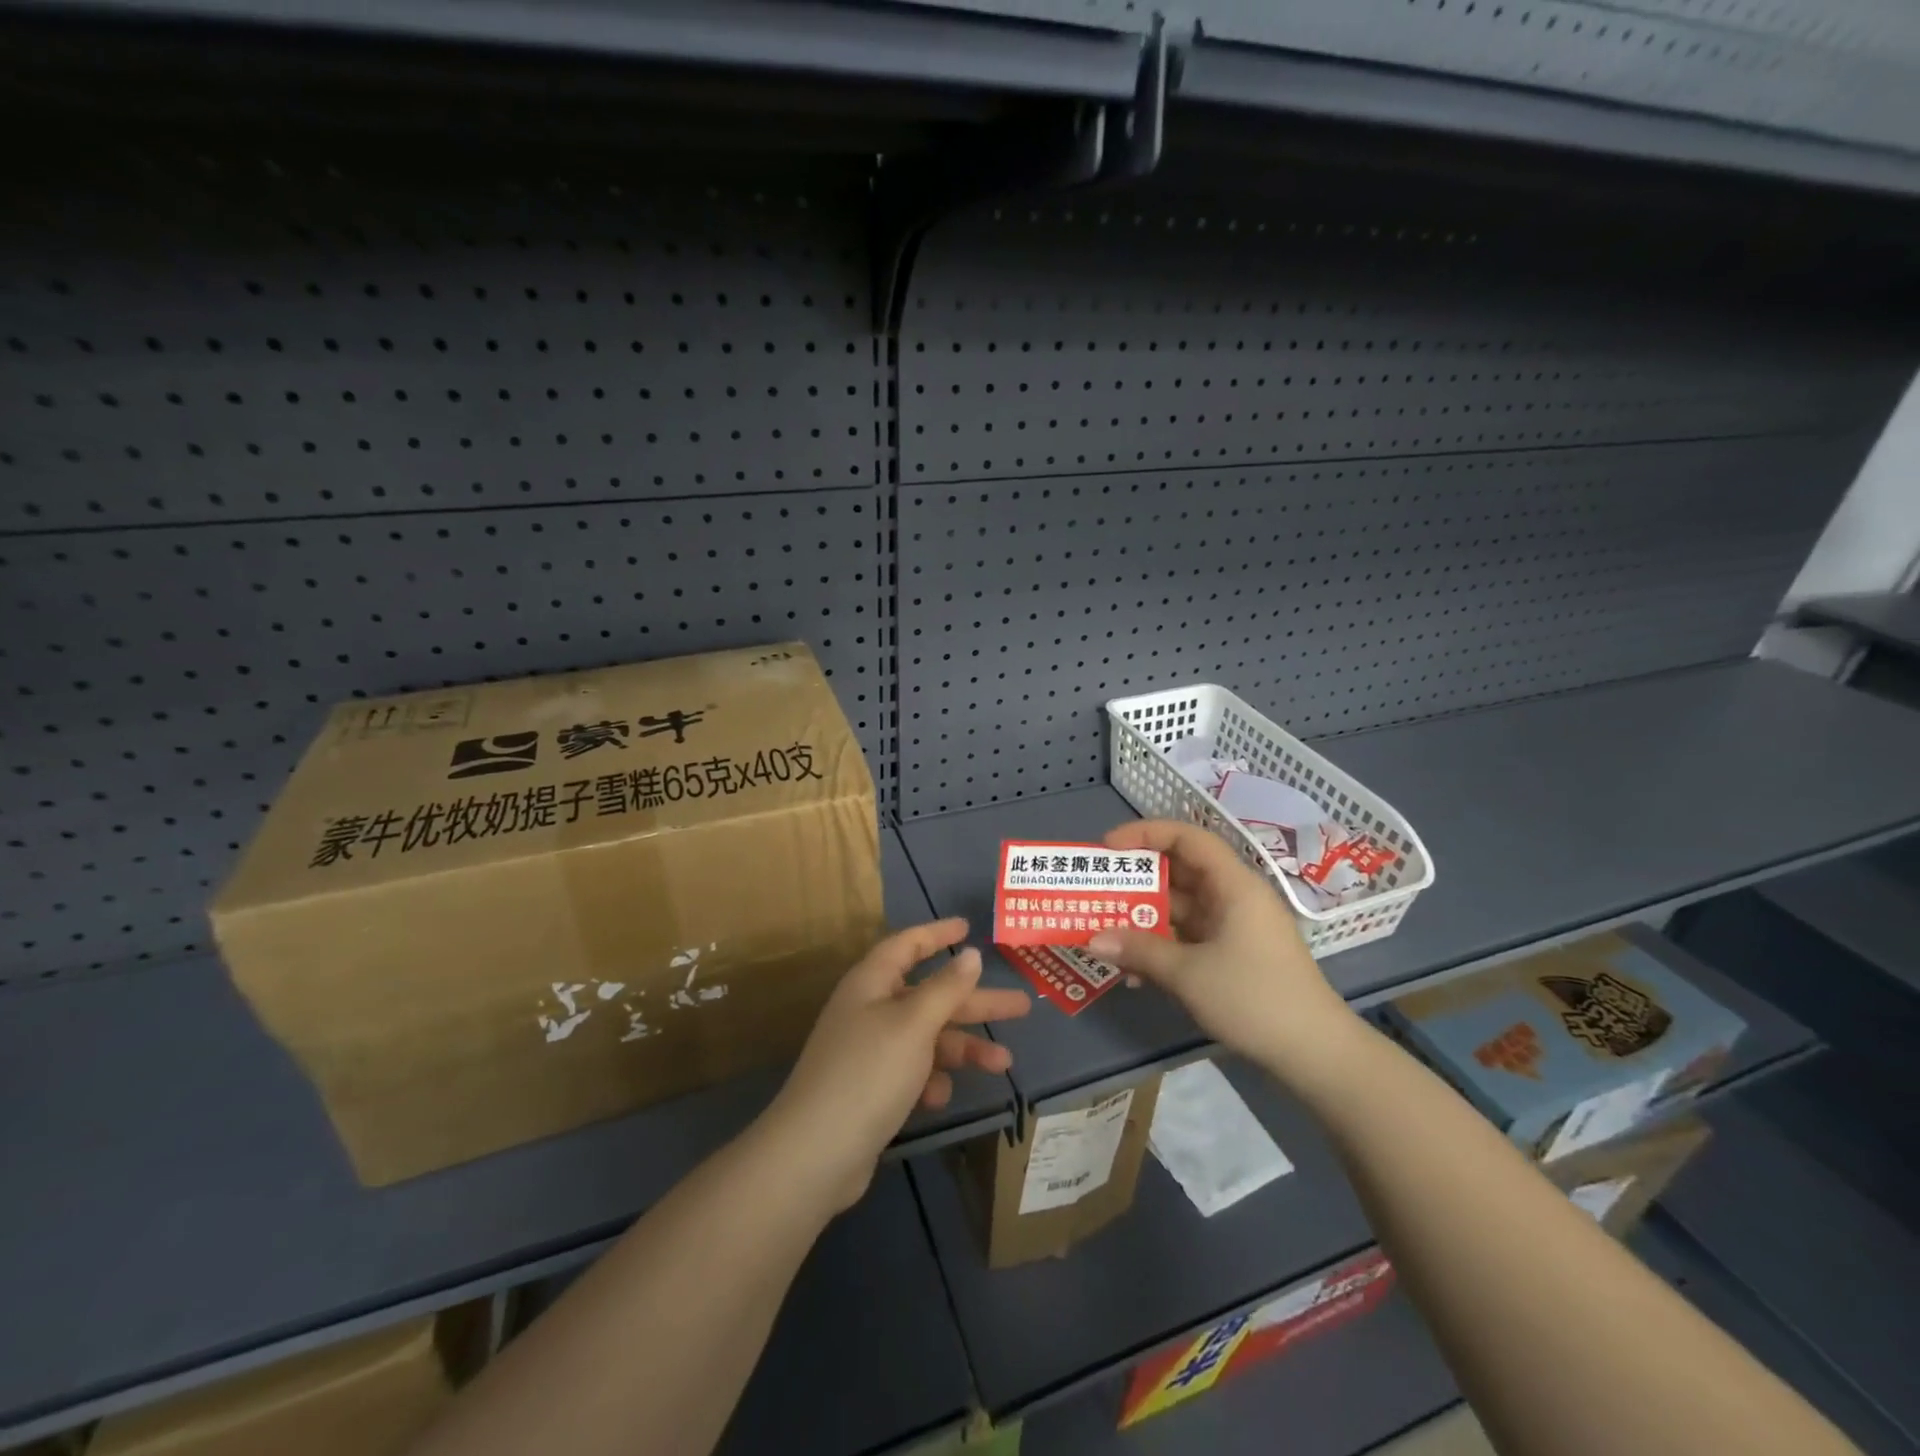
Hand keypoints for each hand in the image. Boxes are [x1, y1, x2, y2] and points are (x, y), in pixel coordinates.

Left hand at [765, 919, 1031, 1211]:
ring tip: (1004, 1063)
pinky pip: (912, 1071)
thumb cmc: (869, 1072)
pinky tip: (940, 1097)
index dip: (937, 934)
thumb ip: (946, 988)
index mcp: (872, 983)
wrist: (816, 1153)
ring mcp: (869, 1051)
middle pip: (929, 995)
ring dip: (963, 1048)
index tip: (968, 927)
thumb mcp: (914, 1024)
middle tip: (1020, 1005)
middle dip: (974, 1002)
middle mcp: (870, 1010)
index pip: (907, 945)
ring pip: (927, 1037)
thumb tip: (970, 954)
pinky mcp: (872, 1089)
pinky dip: (931, 1080)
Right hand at [1087, 820, 1356, 1075]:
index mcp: (1234, 885)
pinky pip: (1190, 938)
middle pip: (1181, 872)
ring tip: (1106, 934)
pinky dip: (1163, 947)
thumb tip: (1092, 939)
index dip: (1145, 834)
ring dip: (1145, 920)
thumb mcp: (1189, 973)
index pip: (1187, 838)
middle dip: (1137, 881)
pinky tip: (1135, 973)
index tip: (1108, 847)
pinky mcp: (1234, 956)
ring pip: (1182, 908)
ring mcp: (1235, 928)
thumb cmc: (1254, 998)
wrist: (1316, 1054)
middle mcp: (1234, 898)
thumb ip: (1139, 950)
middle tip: (1098, 891)